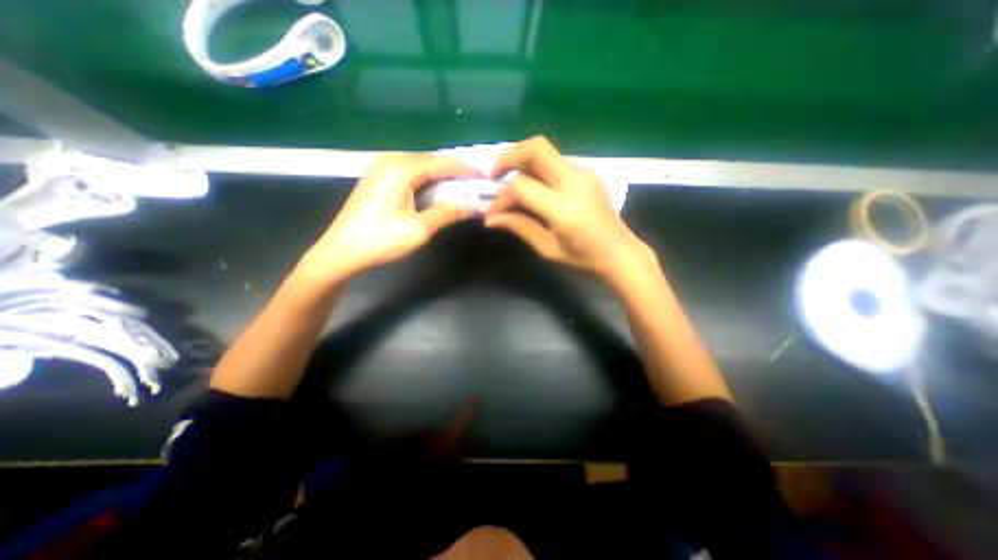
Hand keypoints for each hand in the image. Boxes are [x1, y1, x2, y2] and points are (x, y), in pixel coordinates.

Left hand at [311, 154, 484, 279]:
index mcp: (401, 169)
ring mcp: (381, 168)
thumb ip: (447, 213)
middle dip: (455, 173)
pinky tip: (435, 191)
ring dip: (441, 176)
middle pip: (432, 161)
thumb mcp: (419, 229)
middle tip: (474, 187)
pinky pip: (410, 172)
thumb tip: (474, 205)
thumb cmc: (380, 241)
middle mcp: (391, 161)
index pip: (443, 163)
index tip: (484, 180)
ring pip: (421, 166)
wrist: (341, 252)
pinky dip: (427, 180)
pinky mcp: (378, 178)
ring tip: (460, 190)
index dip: (466, 171)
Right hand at [484, 135, 656, 286]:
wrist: (620, 253)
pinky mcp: (588, 172)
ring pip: (545, 151)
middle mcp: (575, 182)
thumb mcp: (548, 249)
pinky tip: (534, 188)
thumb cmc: (584, 259)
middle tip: (495, 176)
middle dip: (508, 156)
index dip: (501, 198)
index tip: (491, 212)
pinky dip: (537, 169)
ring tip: (510, 183)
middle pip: (536, 148)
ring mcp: (584, 173)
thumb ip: (520, 227)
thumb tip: (490, 219)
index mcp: (564, 208)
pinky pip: (556, 162)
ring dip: (522, 162)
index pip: (522, 187)